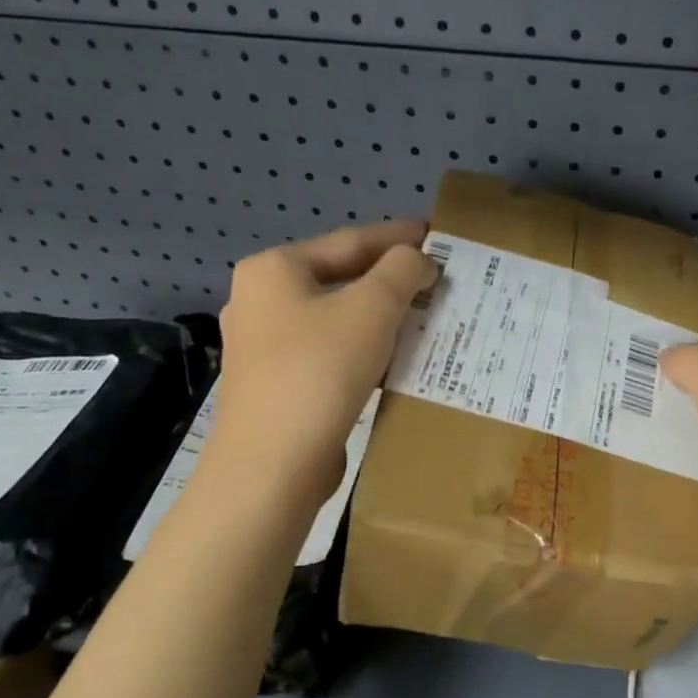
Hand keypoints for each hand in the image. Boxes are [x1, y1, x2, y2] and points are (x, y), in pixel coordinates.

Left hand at [200, 220, 436, 496]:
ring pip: (336, 317)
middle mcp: (261, 300)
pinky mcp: (277, 382)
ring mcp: (264, 344)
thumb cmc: (320, 372)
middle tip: (436, 277)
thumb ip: (401, 271)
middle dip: (391, 278)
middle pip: (340, 277)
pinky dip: (364, 346)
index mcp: (275, 270)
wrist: (273, 464)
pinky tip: (395, 355)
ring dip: (381, 314)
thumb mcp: (372, 309)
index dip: (397, 236)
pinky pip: (330, 349)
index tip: (435, 233)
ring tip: (424, 314)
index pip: (349, 241)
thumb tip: (418, 261)